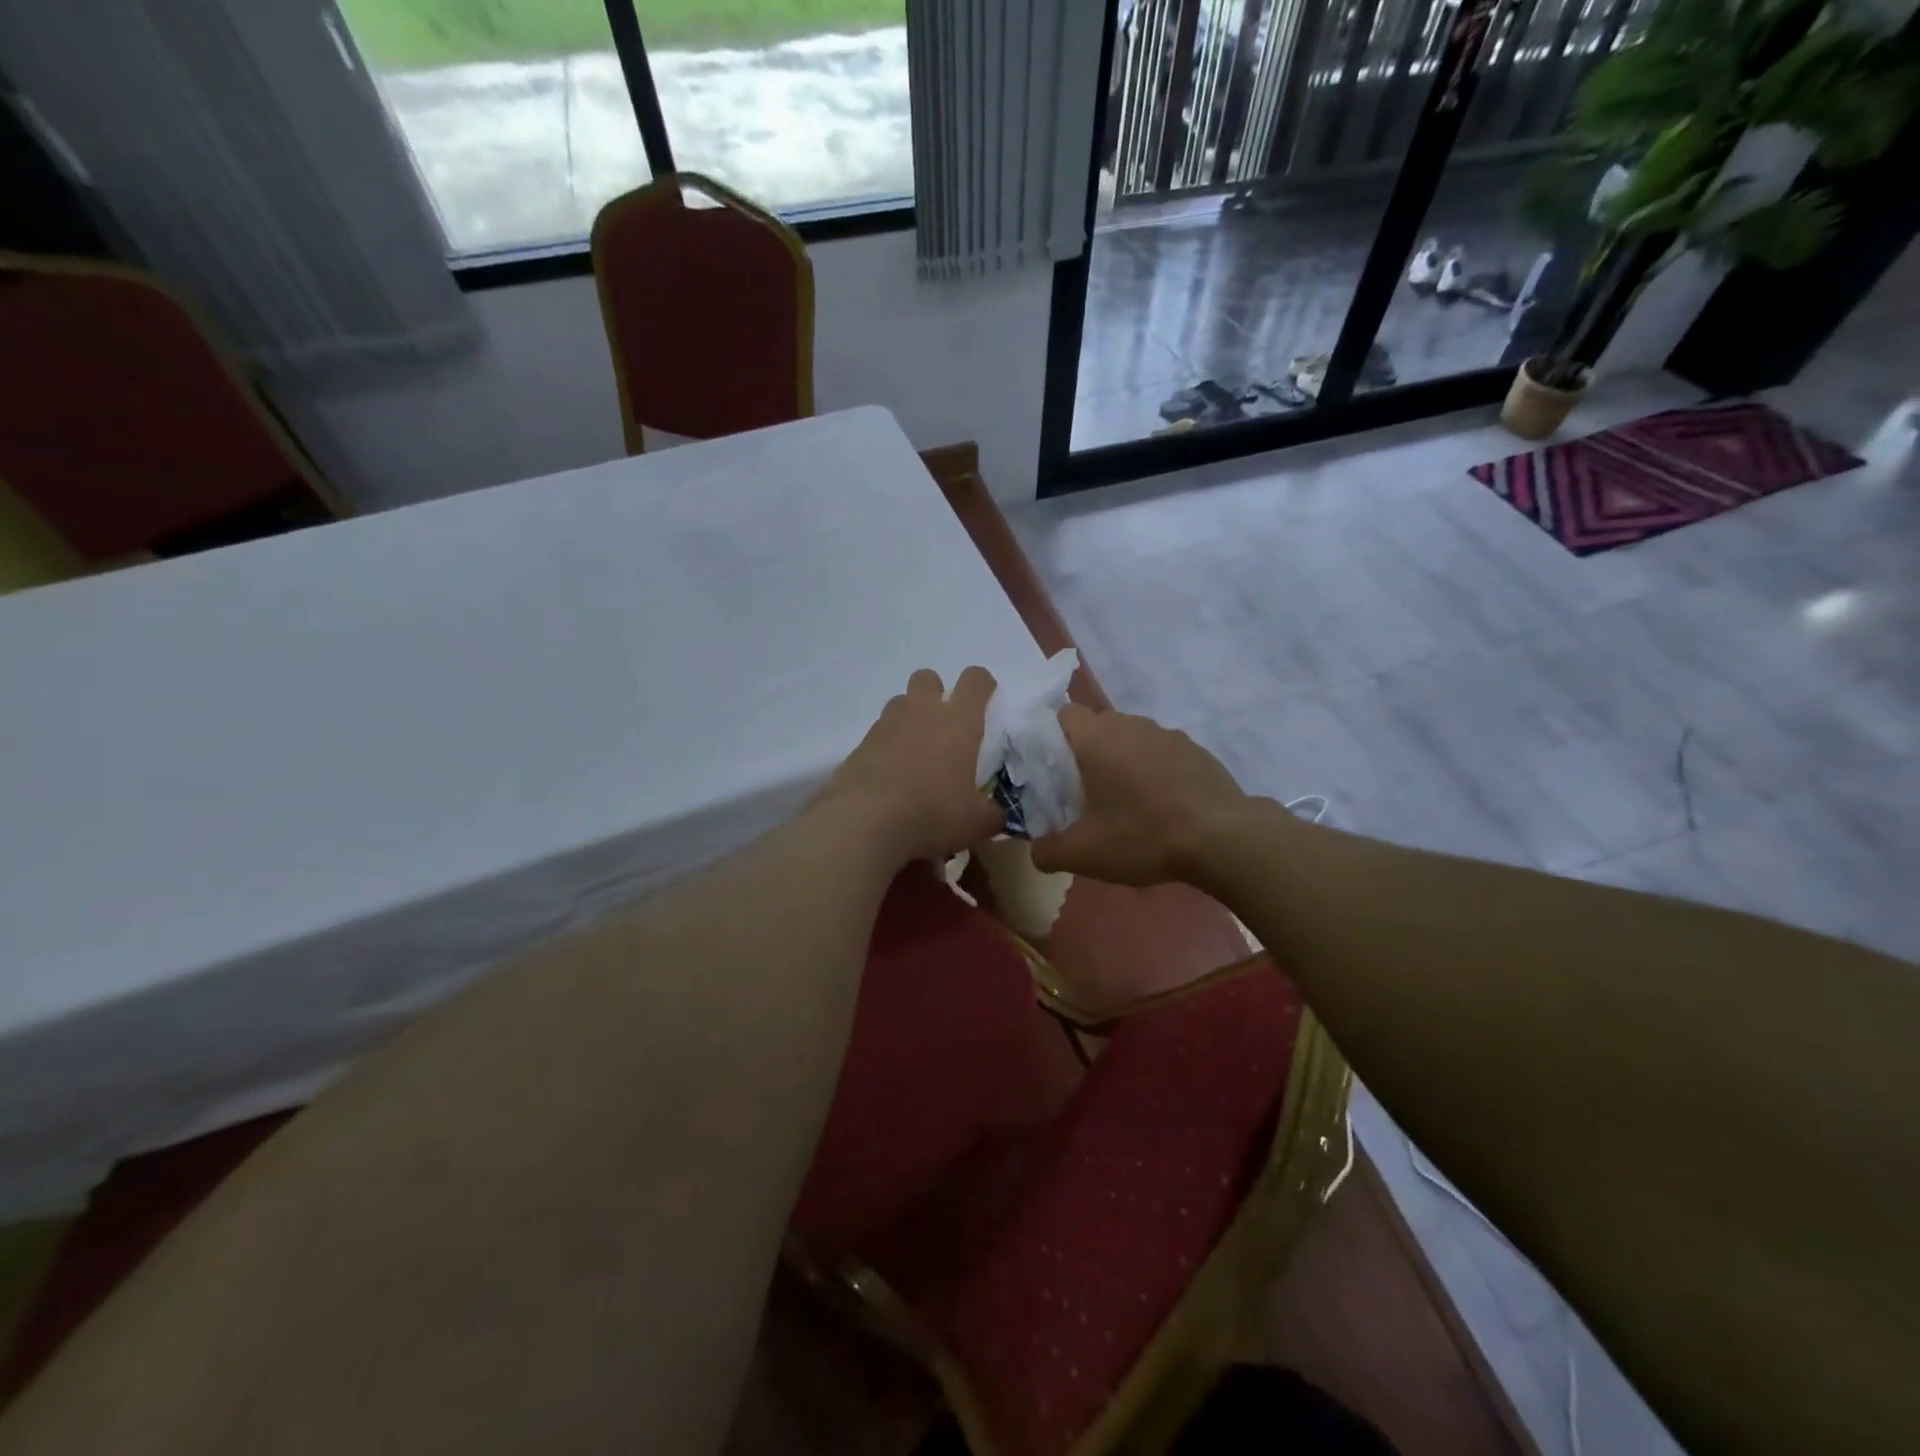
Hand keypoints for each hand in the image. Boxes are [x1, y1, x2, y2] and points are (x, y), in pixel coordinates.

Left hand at [823, 667, 1004, 865]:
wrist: (864, 824)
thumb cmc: (932, 814)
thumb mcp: (977, 823)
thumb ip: (992, 813)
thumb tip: (994, 813)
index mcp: (958, 721)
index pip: (975, 680)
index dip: (983, 685)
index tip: (986, 700)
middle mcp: (921, 712)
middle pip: (928, 678)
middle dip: (937, 693)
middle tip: (944, 727)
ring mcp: (885, 726)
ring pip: (899, 703)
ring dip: (910, 718)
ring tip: (916, 752)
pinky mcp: (859, 746)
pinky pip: (878, 734)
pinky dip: (886, 747)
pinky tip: (890, 776)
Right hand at [1029, 704, 1253, 886]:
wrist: (1223, 839)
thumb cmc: (1143, 835)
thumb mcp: (1084, 854)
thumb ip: (1048, 851)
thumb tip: (1036, 851)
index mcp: (1096, 737)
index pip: (1061, 714)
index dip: (1049, 737)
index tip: (1049, 770)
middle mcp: (1130, 724)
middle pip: (1095, 727)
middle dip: (1084, 754)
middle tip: (1080, 792)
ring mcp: (1167, 734)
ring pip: (1130, 739)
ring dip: (1120, 762)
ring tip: (1123, 802)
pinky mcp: (1195, 750)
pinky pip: (1160, 753)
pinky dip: (1152, 771)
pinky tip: (1160, 806)